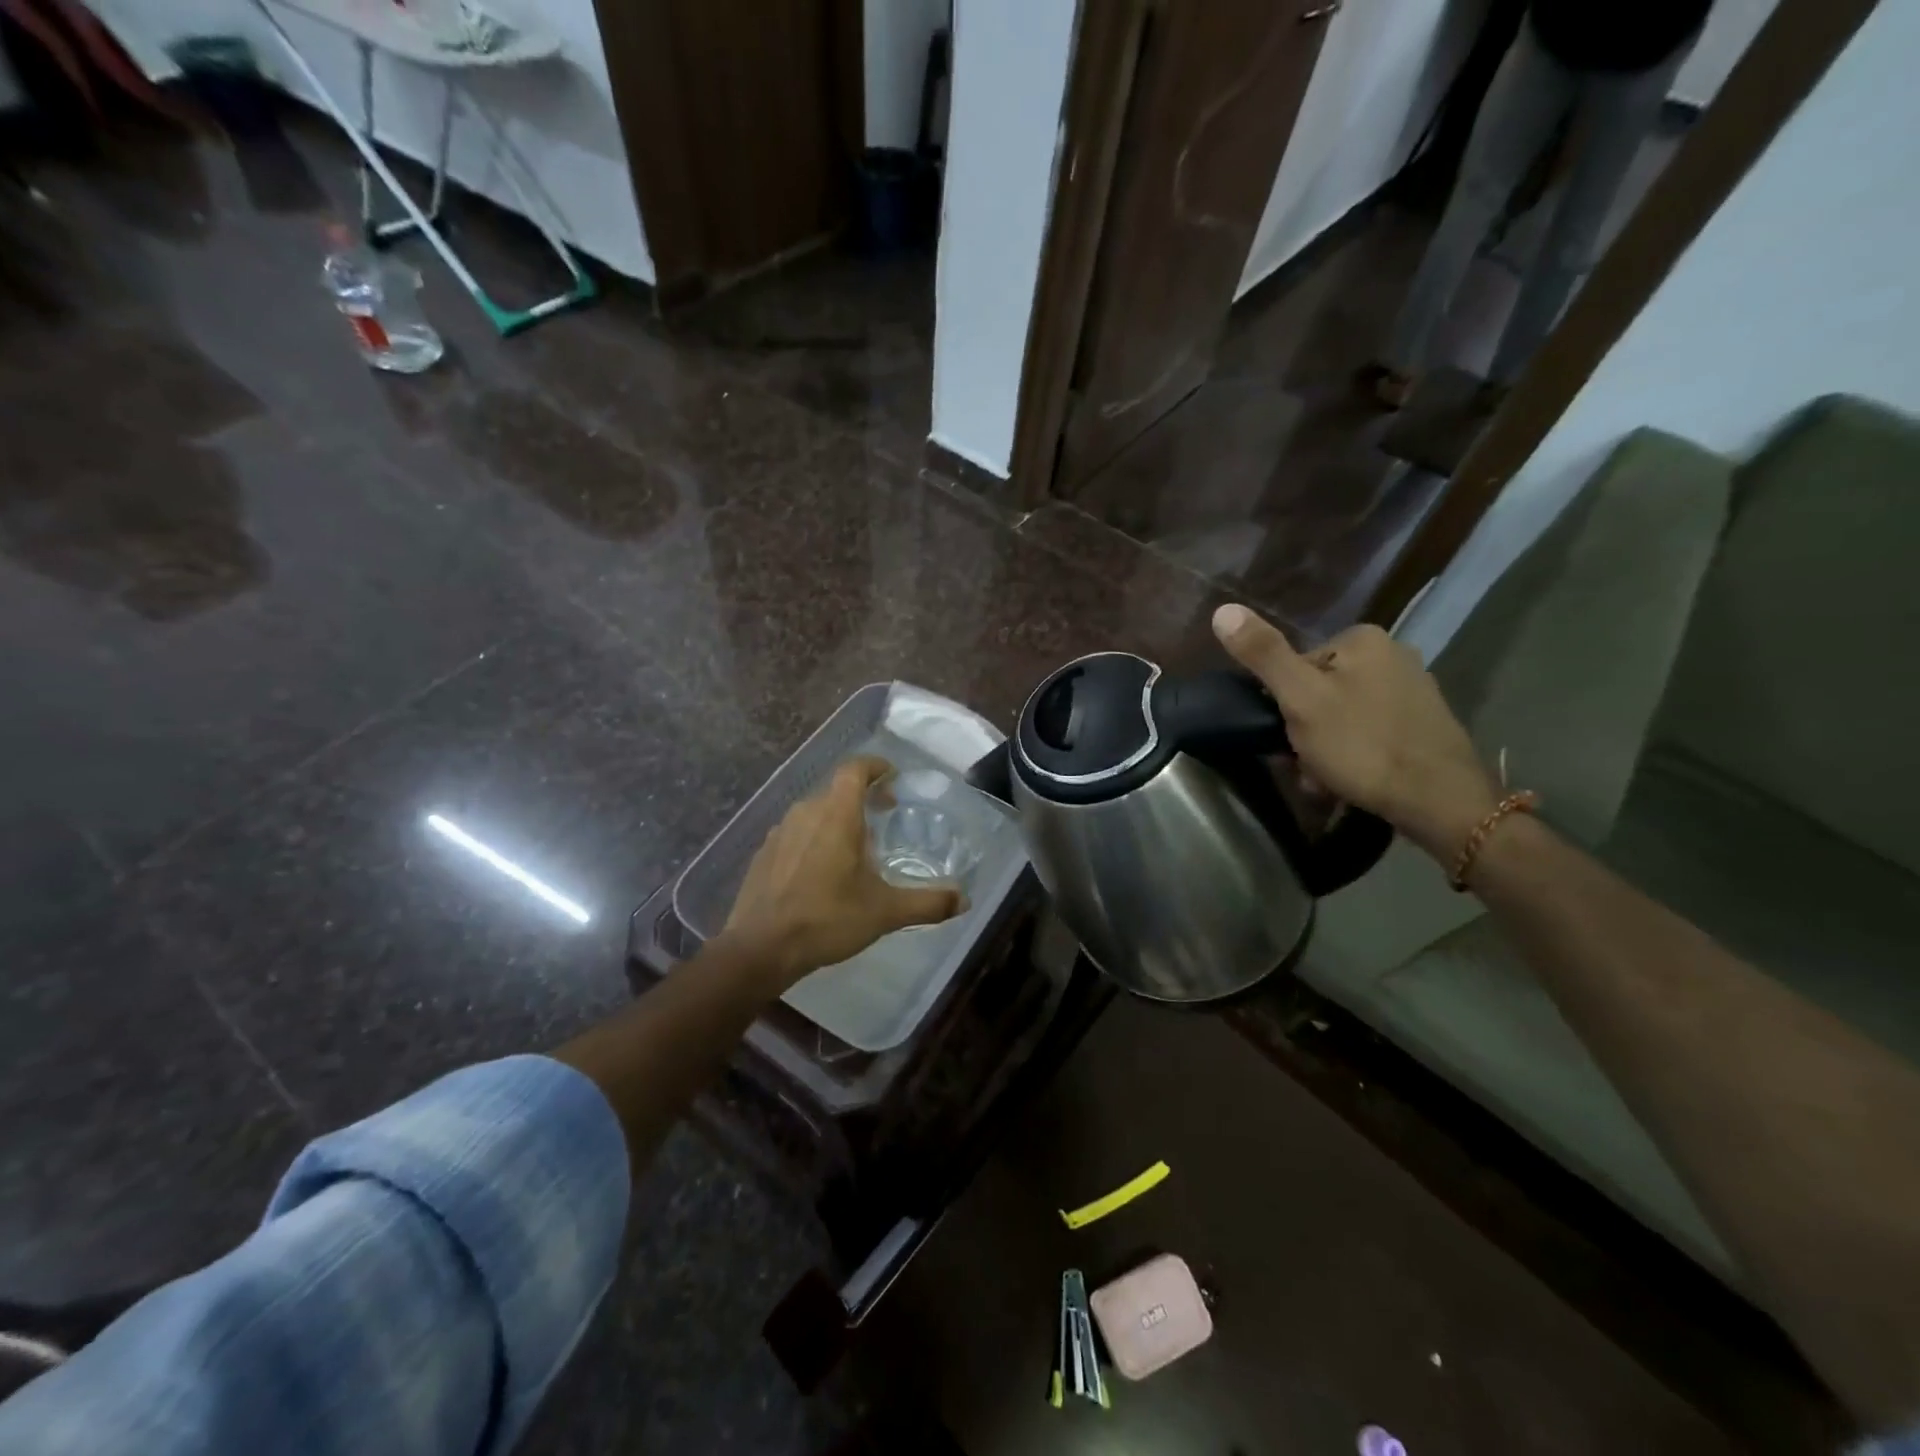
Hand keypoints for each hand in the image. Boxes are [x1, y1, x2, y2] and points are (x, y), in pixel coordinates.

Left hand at [723, 756, 964, 987]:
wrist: (760, 948)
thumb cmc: (827, 920)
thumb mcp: (885, 913)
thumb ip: (927, 903)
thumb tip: (964, 899)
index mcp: (836, 815)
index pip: (855, 769)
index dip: (875, 766)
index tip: (892, 777)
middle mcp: (806, 813)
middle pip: (837, 790)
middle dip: (862, 797)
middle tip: (884, 815)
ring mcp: (780, 832)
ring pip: (815, 812)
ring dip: (837, 819)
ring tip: (855, 847)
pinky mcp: (764, 853)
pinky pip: (796, 833)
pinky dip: (814, 839)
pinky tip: (821, 871)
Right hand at [1211, 604, 1499, 860]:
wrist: (1439, 799)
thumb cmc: (1362, 744)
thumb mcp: (1300, 699)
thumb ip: (1263, 655)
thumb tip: (1223, 610)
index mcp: (1362, 639)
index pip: (1295, 666)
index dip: (1281, 705)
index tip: (1284, 738)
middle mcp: (1392, 653)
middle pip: (1319, 691)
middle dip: (1304, 730)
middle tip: (1304, 765)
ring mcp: (1412, 689)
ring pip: (1341, 715)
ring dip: (1324, 748)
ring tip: (1325, 780)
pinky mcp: (1423, 723)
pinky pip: (1368, 732)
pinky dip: (1353, 754)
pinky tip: (1351, 780)